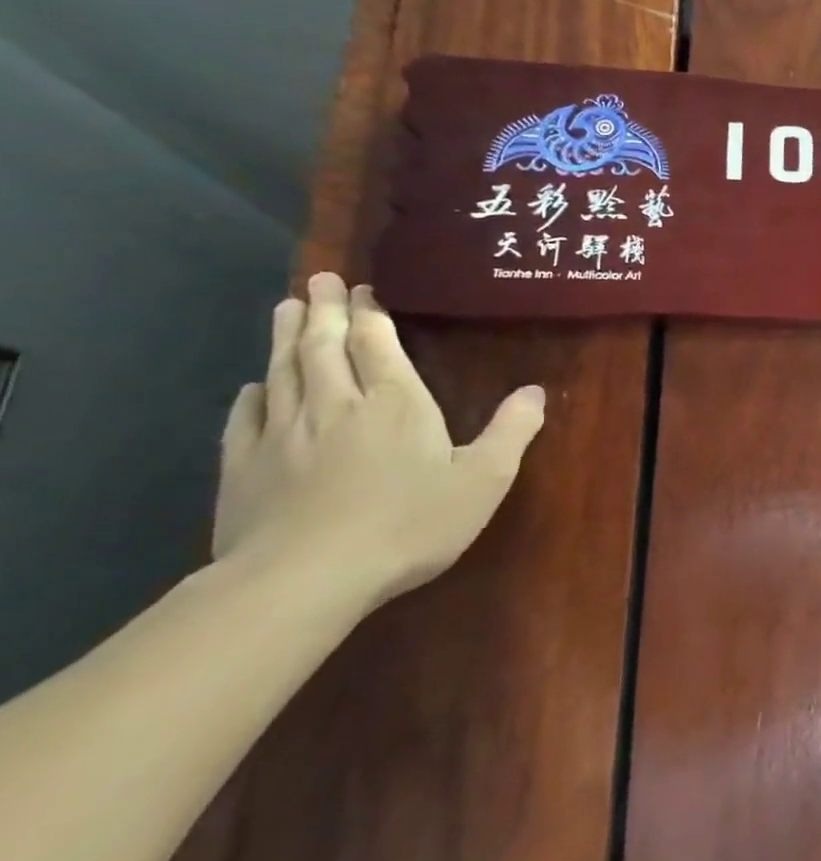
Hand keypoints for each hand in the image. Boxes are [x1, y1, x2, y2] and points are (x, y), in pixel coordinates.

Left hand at [213, 273, 545, 607]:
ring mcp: (283, 433)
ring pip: (284, 370)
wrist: (304, 579)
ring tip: (286, 307)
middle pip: (324, 345)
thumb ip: (512, 431)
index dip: (369, 313)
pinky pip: (246, 417)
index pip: (376, 343)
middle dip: (323, 310)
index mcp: (394, 402)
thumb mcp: (483, 479)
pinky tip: (255, 386)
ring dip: (286, 337)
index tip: (361, 289)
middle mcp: (335, 404)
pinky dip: (254, 393)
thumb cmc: (408, 524)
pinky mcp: (244, 466)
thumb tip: (536, 392)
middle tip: (319, 280)